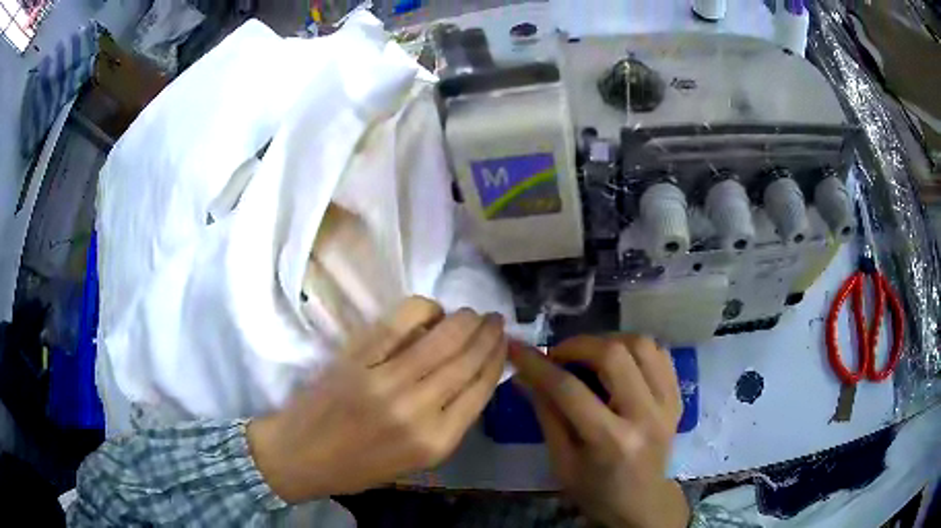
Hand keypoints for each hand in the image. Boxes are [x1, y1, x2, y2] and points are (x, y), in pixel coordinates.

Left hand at [248, 297, 506, 502]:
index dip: (496, 358)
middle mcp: (417, 411)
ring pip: (441, 339)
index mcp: (436, 442)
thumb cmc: (360, 466)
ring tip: (472, 313)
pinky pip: (398, 323)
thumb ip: (447, 422)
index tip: (504, 342)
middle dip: (487, 334)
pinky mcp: (357, 359)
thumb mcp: (416, 460)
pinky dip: (423, 309)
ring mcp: (385, 381)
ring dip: (464, 319)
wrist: (301, 456)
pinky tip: (431, 310)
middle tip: (494, 319)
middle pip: (466, 360)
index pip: (480, 389)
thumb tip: (471, 376)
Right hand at [510, 335, 688, 527]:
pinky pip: (660, 354)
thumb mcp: (562, 462)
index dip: (538, 365)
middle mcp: (645, 416)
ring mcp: (667, 404)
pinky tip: (618, 361)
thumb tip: (524, 375)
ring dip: (608, 341)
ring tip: (588, 355)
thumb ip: (546, 414)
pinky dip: (634, 349)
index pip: (570, 390)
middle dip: (577, 345)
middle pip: (614, 355)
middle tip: (558, 355)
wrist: (642, 503)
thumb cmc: (595, 491)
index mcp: (611, 441)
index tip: (516, 348)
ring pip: (642, 345)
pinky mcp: (678, 398)